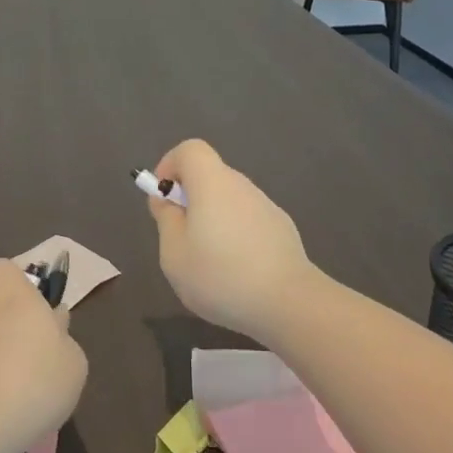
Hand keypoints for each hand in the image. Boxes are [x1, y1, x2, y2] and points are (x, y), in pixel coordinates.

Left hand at [0, 260, 87, 452]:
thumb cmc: (35, 384)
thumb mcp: (73, 363)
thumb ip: (63, 337)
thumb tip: (53, 322)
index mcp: (12, 297)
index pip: (2, 270)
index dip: (14, 285)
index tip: (30, 310)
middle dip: (6, 329)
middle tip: (29, 362)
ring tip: (9, 395)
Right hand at [147, 139, 319, 341]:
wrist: (289, 303)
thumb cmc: (220, 275)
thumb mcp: (174, 253)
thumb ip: (166, 220)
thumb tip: (167, 200)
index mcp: (212, 183)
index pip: (190, 149)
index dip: (170, 165)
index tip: (163, 197)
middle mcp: (242, 186)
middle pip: (210, 176)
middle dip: (190, 198)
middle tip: (180, 237)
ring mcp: (266, 207)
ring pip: (229, 201)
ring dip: (213, 220)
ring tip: (208, 263)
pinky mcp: (282, 230)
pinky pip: (248, 222)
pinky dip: (235, 236)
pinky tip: (237, 273)